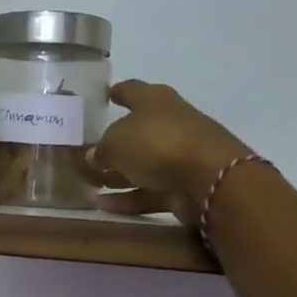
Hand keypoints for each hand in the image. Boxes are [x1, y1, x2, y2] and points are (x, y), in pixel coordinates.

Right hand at [88, 80, 251, 226]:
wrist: (208, 178)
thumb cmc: (157, 143)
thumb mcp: (115, 142)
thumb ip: (101, 148)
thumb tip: (95, 155)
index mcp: (155, 101)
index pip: (132, 90)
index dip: (118, 92)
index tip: (106, 94)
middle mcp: (169, 123)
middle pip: (138, 131)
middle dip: (115, 141)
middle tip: (89, 151)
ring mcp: (179, 155)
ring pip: (142, 164)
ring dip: (118, 174)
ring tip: (91, 185)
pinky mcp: (183, 185)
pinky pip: (149, 191)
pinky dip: (128, 197)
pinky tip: (103, 206)